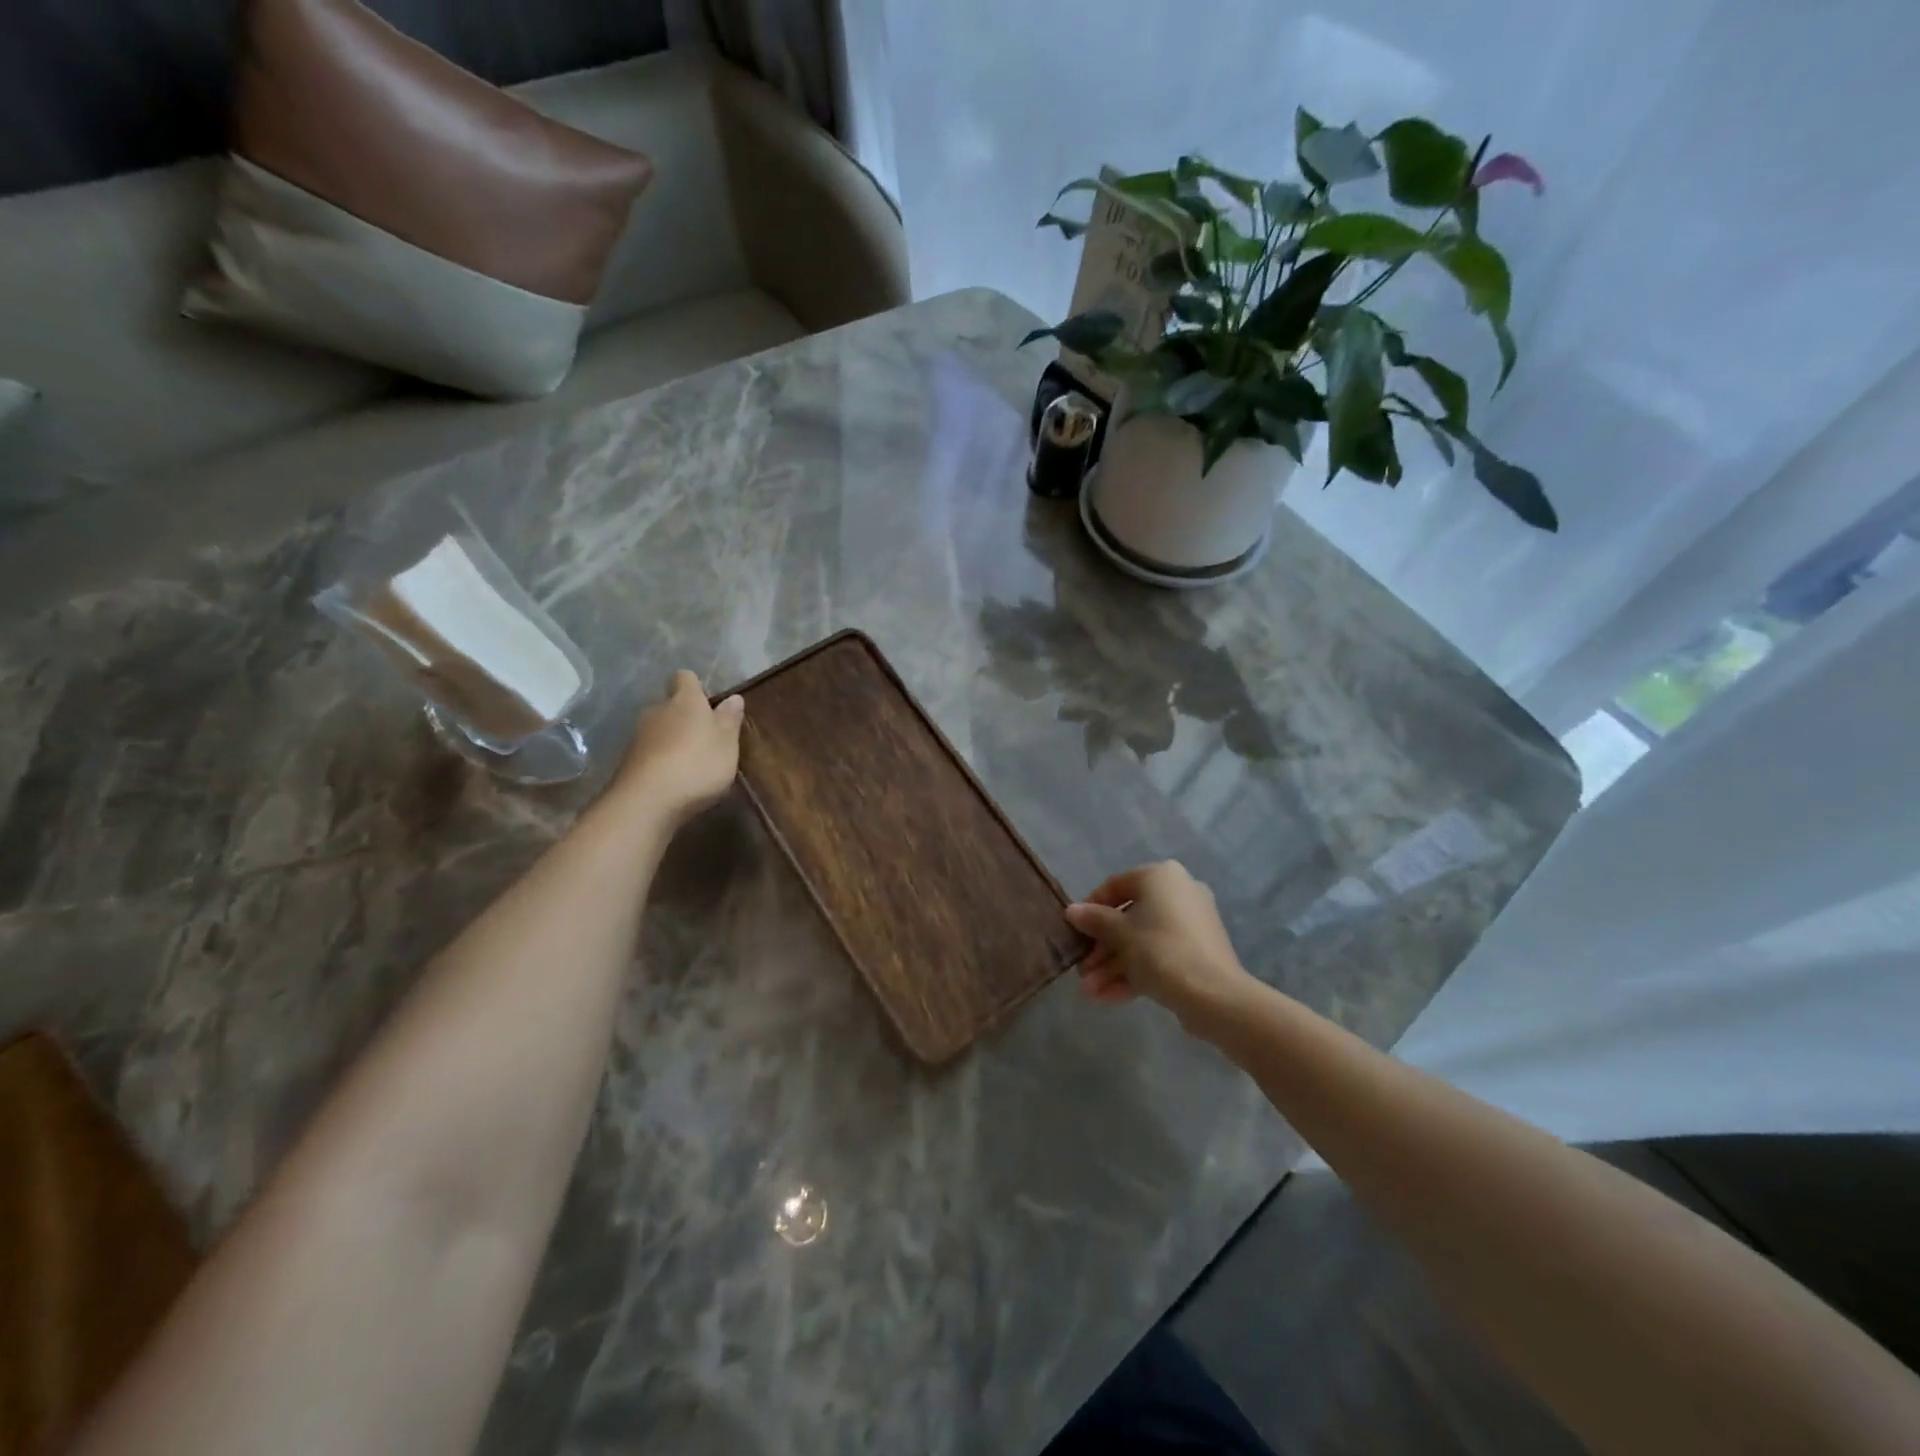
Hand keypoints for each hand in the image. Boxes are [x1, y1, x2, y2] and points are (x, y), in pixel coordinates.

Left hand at [611, 670, 744, 825]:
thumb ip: (729, 720)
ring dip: (672, 740)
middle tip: (705, 737)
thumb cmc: (697, 765)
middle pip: (670, 705)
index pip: (685, 678)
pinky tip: (673, 780)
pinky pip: (649, 752)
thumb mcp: (727, 744)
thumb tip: (734, 697)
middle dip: (684, 717)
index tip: (709, 703)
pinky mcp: (627, 761)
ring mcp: (638, 736)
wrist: (647, 801)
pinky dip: (660, 760)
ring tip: (690, 762)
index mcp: (685, 700)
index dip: (696, 687)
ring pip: (658, 729)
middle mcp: (657, 710)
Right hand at [1066, 861, 1257, 1035]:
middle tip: (1083, 970)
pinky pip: (1159, 955)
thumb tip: (1072, 910)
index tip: (1075, 932)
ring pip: (1142, 941)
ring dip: (1113, 966)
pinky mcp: (1197, 952)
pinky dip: (1135, 973)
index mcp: (1160, 877)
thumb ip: (1094, 920)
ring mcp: (1190, 924)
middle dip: (1102, 948)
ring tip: (1090, 992)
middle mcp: (1178, 892)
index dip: (1090, 908)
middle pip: (1128, 918)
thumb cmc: (1160, 950)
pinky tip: (1108, 997)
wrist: (1214, 996)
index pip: (1115, 885)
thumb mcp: (1119, 934)